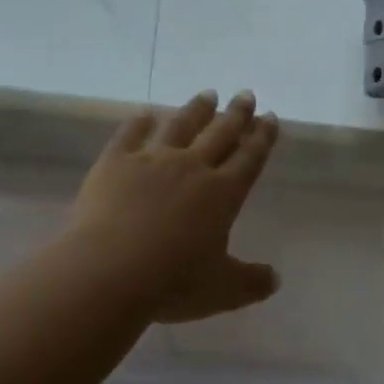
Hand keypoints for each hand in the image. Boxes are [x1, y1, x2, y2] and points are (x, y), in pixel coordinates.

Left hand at [69, 90, 280, 322]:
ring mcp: (151, 161)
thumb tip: (275, 279)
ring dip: (196, 109)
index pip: (250, 157)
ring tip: (207, 94)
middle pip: (220, 133)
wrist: (108, 272)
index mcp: (223, 194)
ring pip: (180, 126)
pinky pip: (130, 134)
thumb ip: (252, 282)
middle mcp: (192, 168)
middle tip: (245, 94)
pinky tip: (146, 113)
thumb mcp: (222, 290)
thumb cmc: (172, 282)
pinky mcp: (115, 163)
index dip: (262, 137)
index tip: (269, 116)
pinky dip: (139, 122)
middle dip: (236, 114)